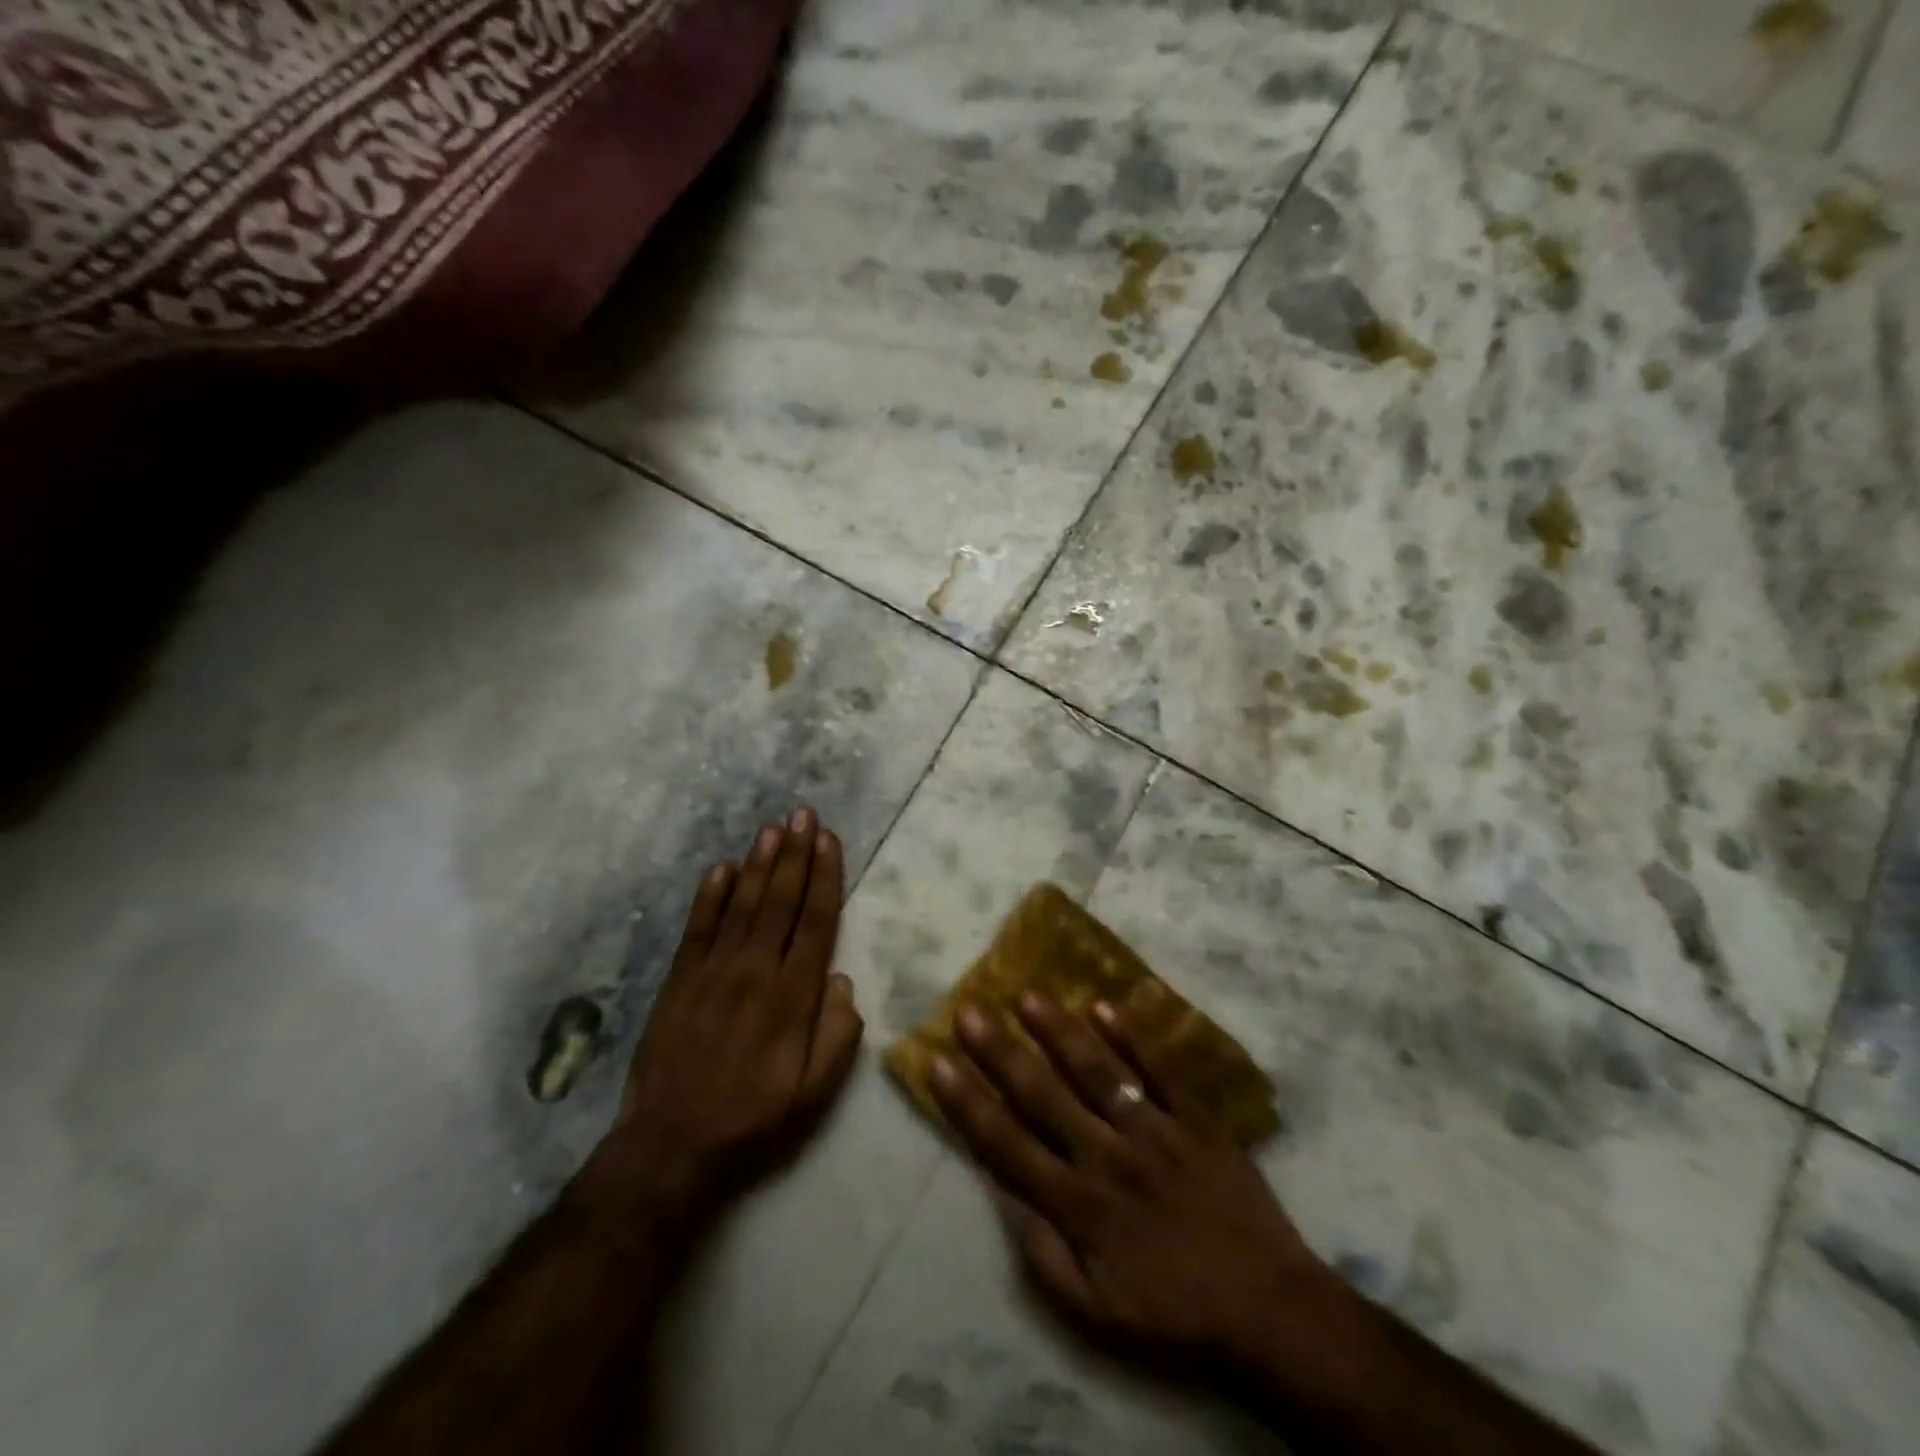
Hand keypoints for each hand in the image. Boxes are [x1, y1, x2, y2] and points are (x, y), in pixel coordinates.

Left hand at [582, 808, 862, 1232]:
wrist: (670, 1147)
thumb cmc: (753, 1120)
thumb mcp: (815, 1093)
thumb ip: (837, 1035)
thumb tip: (841, 981)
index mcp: (792, 998)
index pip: (815, 923)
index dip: (824, 878)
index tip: (829, 840)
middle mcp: (754, 973)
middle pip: (779, 902)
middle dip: (795, 854)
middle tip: (803, 814)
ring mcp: (712, 973)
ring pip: (741, 905)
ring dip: (758, 864)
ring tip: (772, 828)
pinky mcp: (678, 981)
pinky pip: (697, 928)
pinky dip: (709, 895)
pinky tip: (721, 867)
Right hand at [929, 993, 1344, 1377]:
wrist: (1270, 1311)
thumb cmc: (1176, 1313)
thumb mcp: (1097, 1316)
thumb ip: (1044, 1260)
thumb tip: (1005, 1199)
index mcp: (1080, 1205)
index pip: (1008, 1144)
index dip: (968, 1102)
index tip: (938, 1062)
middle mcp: (1108, 1157)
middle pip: (1043, 1095)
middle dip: (1000, 1052)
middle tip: (969, 1011)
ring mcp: (1156, 1131)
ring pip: (1097, 1071)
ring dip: (1059, 1031)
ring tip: (1027, 995)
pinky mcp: (1198, 1119)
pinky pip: (1162, 1070)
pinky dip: (1134, 1036)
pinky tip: (1104, 1005)